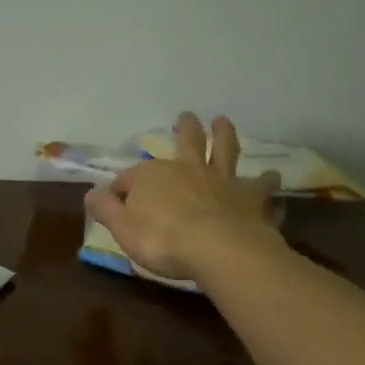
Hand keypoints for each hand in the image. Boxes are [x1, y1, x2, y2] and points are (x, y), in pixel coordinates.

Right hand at [83, 113, 281, 282]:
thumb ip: (106, 209)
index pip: (130, 178)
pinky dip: (266, 185)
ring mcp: (222, 182)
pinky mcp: (250, 200)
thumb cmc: (162, 240)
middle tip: (188, 116)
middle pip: (187, 143)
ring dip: (225, 136)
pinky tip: (273, 179)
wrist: (216, 249)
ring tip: (224, 122)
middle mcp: (189, 170)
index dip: (121, 188)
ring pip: (225, 152)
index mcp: (153, 176)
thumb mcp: (122, 228)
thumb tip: (90, 193)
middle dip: (185, 128)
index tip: (115, 199)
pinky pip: (260, 190)